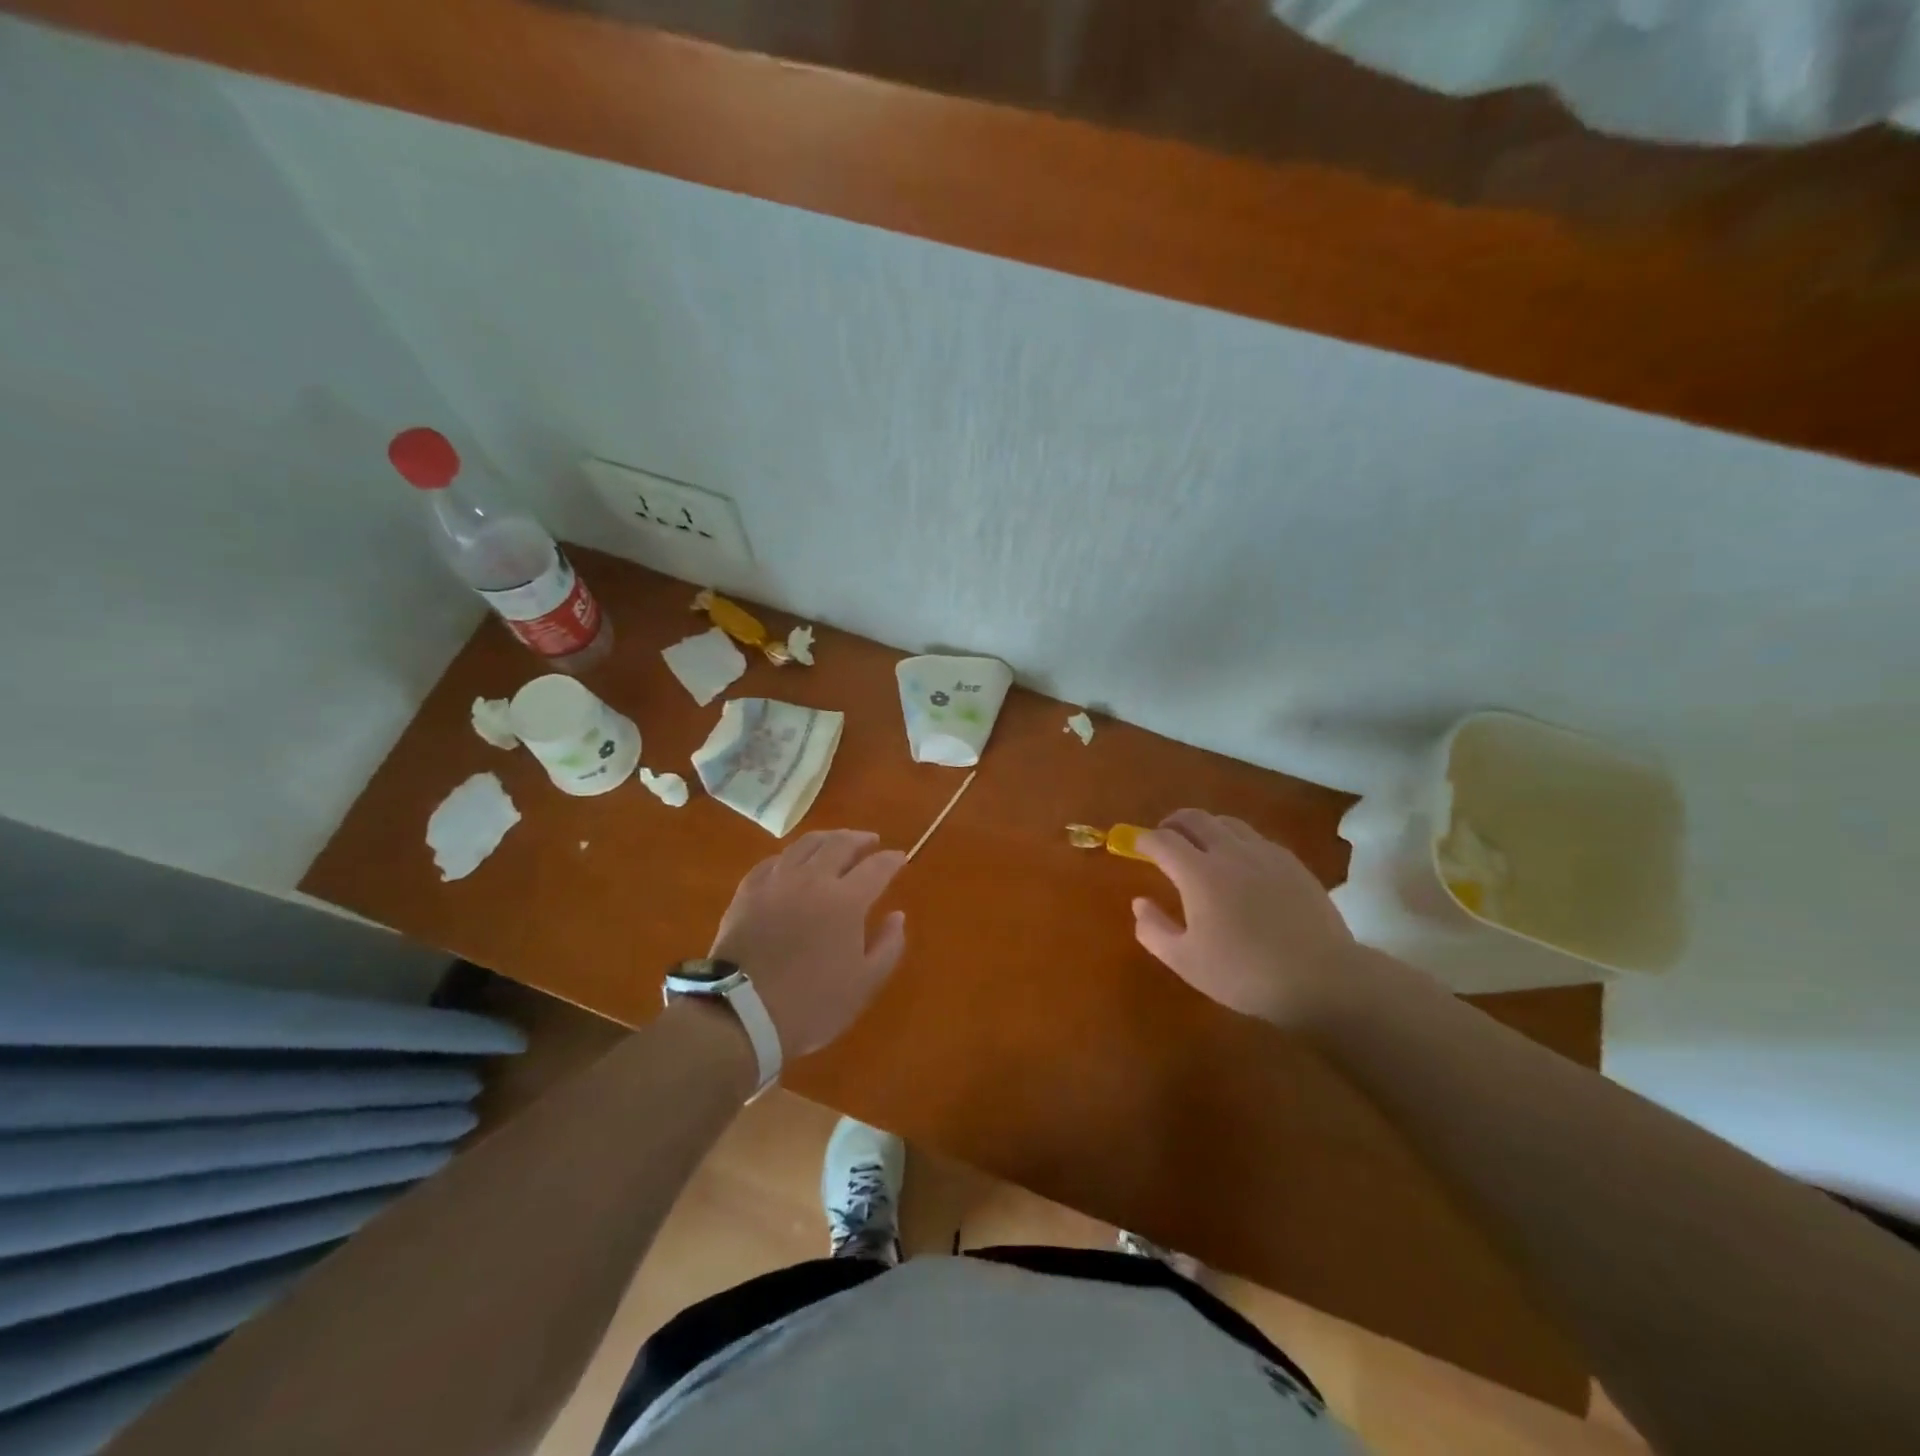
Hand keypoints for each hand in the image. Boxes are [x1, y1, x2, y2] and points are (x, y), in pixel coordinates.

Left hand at [709, 830, 907, 1057]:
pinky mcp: (748, 891)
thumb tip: (897, 915)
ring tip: (836, 842)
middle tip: (870, 842)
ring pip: (806, 844)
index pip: (877, 867)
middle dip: (860, 839)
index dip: (892, 859)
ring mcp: (777, 881)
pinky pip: (774, 861)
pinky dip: (792, 856)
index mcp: (846, 900)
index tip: (900, 857)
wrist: (741, 1014)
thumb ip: (888, 946)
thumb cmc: (811, 1004)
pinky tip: (794, 863)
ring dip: (828, 838)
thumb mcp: (864, 984)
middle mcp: (813, 879)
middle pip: (840, 844)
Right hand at [1131, 809, 1355, 1025]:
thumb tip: (1139, 903)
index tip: (1135, 845)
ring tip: (1200, 845)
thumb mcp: (1186, 961)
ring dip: (1206, 827)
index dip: (1144, 839)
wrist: (1321, 979)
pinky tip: (1240, 863)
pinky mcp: (1292, 863)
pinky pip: (1255, 838)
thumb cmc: (1244, 973)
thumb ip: (1154, 930)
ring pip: (1227, 823)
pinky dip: (1236, 840)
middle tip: (1164, 836)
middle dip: (1173, 823)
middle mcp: (1229, 852)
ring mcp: (1264, 854)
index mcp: (1198, 873)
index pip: (1162, 841)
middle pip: (1195, 819)